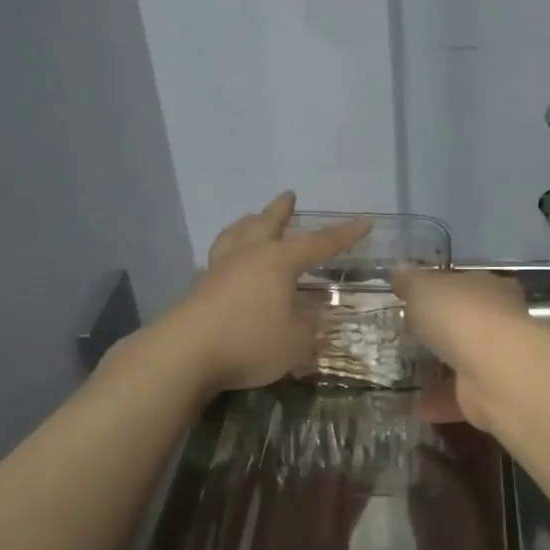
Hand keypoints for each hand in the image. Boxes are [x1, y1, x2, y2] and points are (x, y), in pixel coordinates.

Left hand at [166, 193, 369, 394]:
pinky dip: (221, 258)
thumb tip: (317, 322)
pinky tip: (217, 266)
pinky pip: (212, 264)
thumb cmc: (250, 342)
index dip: (343, 235)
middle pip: (266, 224)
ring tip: (250, 218)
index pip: (319, 243)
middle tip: (289, 195)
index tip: (364, 223)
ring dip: (246, 224)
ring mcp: (219, 270)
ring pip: (234, 236)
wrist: (185, 354)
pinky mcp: (198, 289)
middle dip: (281, 210)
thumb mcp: (296, 343)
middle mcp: (248, 256)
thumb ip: (310, 331)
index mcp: (278, 262)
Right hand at [393, 267, 531, 429]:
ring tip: (412, 374)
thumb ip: (411, 282)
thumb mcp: (423, 289)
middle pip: (471, 322)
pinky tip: (416, 406)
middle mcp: (501, 321)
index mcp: (490, 288)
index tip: (424, 298)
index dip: (449, 289)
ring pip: (468, 361)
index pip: (471, 284)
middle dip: (447, 329)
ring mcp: (500, 359)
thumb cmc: (458, 315)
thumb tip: (399, 271)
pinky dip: (441, 400)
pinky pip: (462, 395)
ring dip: (443, 368)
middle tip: (416, 336)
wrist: (493, 369)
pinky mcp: (493, 393)